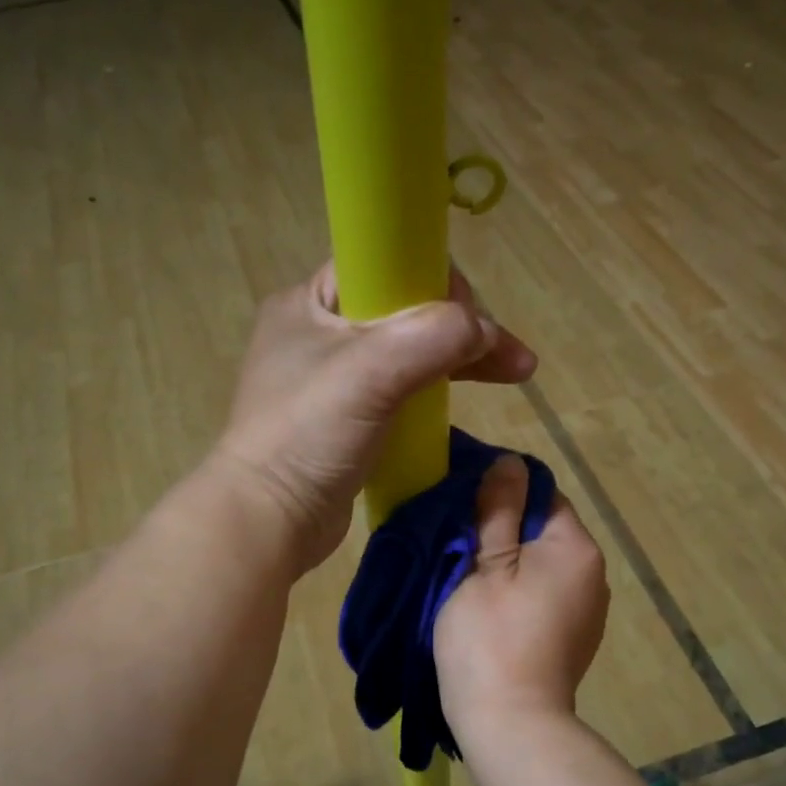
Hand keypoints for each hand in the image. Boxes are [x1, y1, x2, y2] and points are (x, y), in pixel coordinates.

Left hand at [216, 261, 536, 569]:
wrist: (269, 520)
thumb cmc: (308, 434)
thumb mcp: (371, 371)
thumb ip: (434, 336)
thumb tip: (486, 331)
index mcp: (309, 303)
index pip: (383, 264)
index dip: (433, 280)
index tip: (470, 317)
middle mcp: (318, 334)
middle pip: (403, 311)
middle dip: (461, 329)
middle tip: (511, 358)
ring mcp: (331, 381)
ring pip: (406, 354)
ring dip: (457, 361)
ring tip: (515, 374)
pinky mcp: (345, 422)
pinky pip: (398, 393)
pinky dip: (433, 394)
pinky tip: (465, 403)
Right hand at [435, 455, 609, 731]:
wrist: (511, 725)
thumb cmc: (489, 639)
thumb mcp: (483, 567)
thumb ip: (497, 511)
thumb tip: (508, 462)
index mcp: (575, 549)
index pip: (542, 494)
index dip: (500, 490)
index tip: (460, 499)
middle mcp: (593, 574)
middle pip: (543, 530)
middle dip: (502, 528)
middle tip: (453, 536)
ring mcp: (586, 610)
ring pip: (540, 565)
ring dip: (507, 561)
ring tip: (464, 570)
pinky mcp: (573, 638)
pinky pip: (543, 595)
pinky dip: (517, 591)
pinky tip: (487, 605)